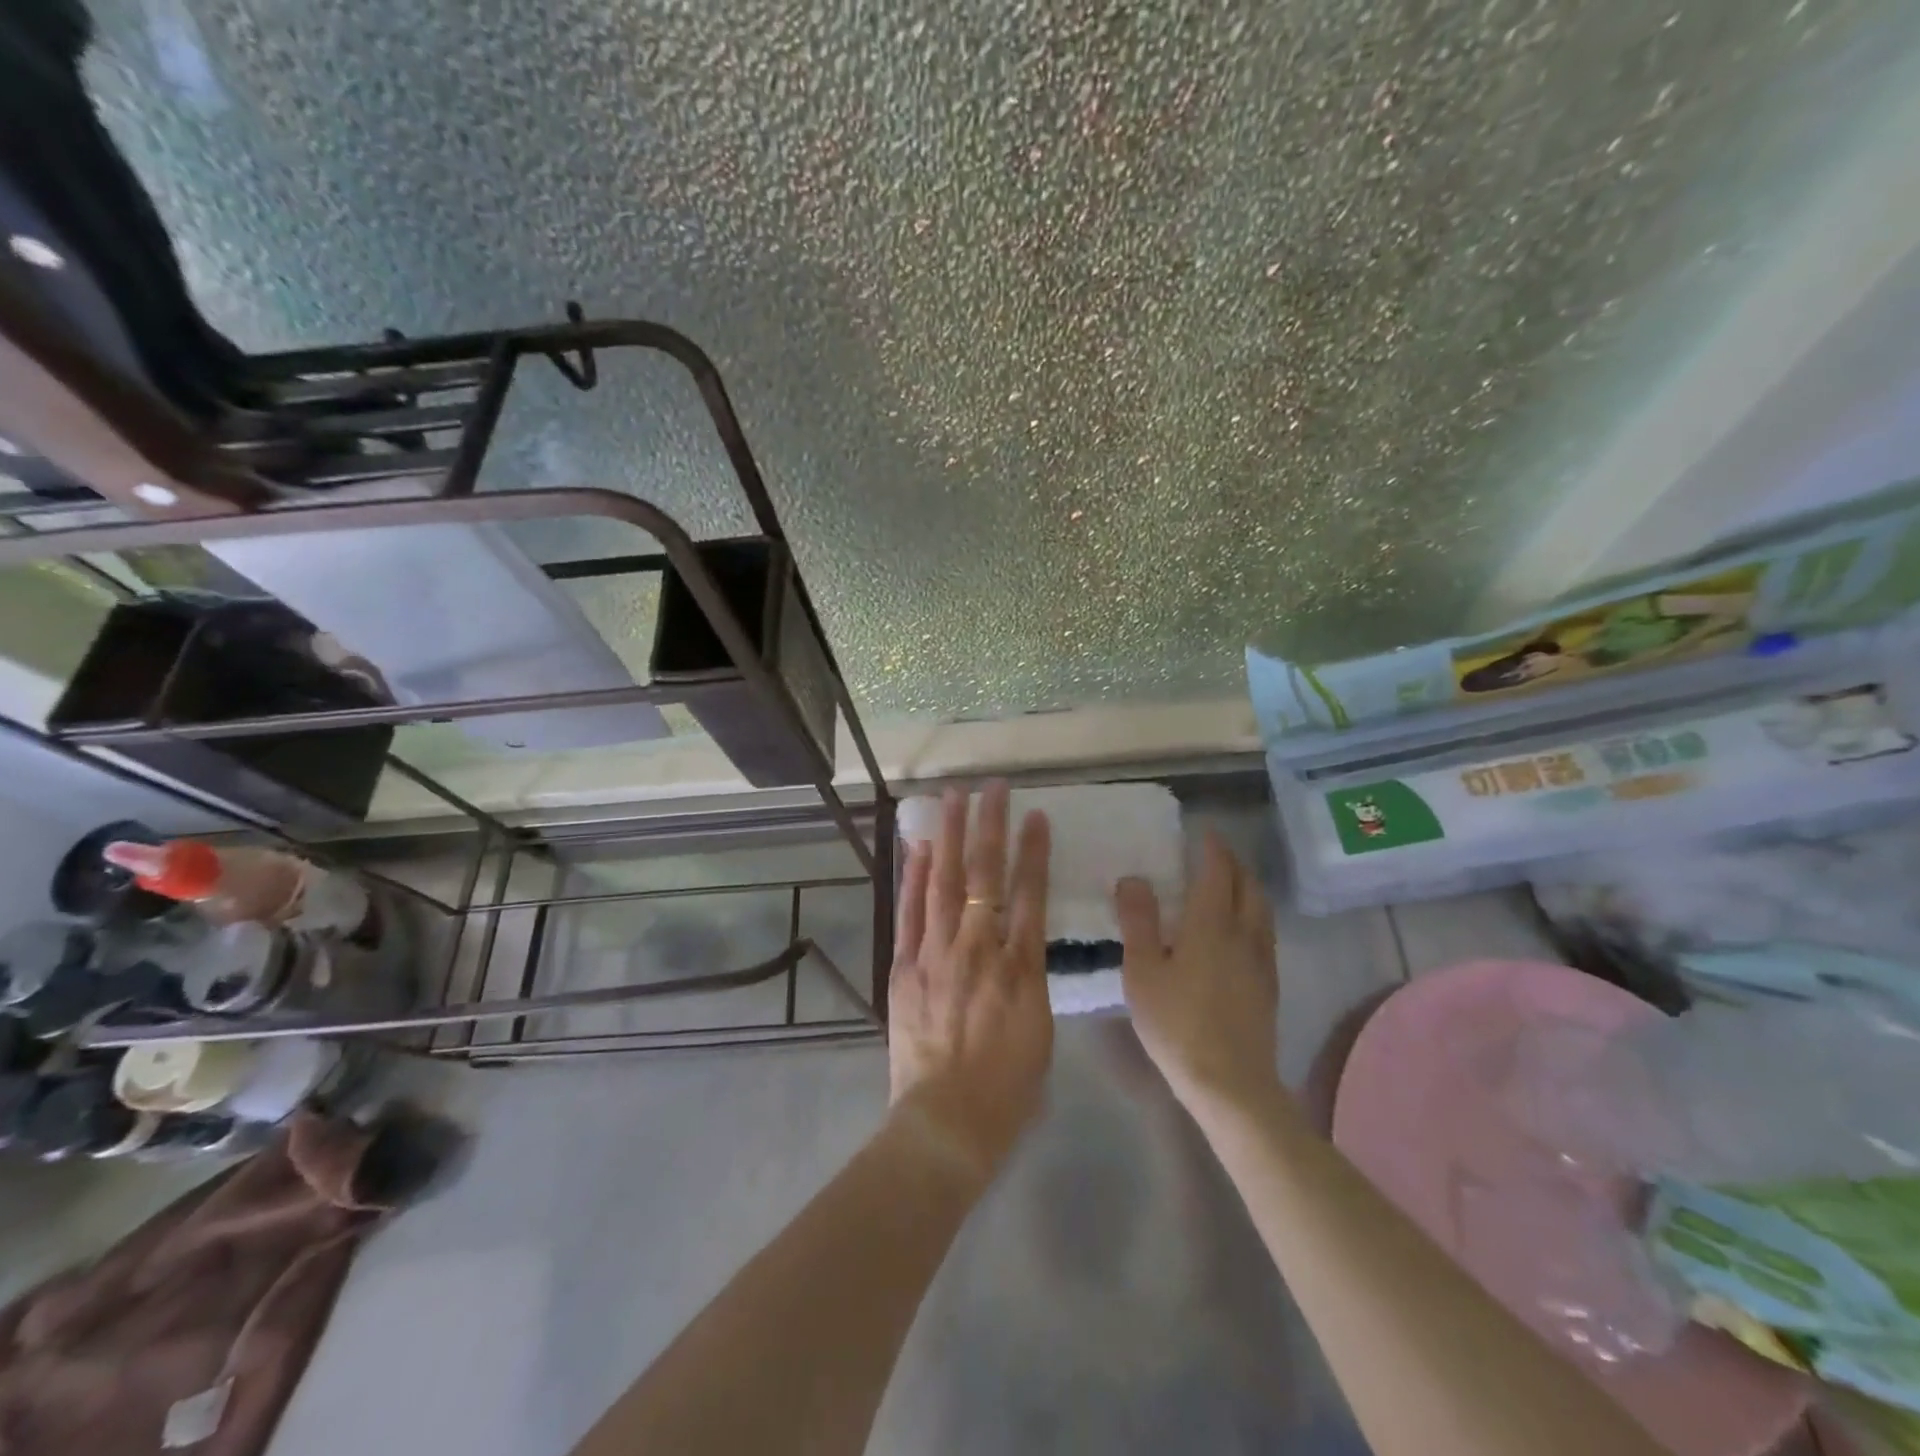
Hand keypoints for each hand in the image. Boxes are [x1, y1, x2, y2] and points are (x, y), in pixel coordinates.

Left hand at [888, 782, 1052, 1181]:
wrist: (947, 1122)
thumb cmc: (1008, 1087)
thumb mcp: (1041, 1029)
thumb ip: (1031, 976)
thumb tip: (1022, 939)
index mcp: (1022, 968)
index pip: (1031, 894)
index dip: (1034, 851)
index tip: (1037, 815)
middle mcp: (979, 950)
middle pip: (986, 876)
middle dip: (990, 826)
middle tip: (991, 787)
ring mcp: (937, 955)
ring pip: (945, 883)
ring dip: (951, 836)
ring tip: (952, 798)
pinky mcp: (906, 968)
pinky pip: (911, 913)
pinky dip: (916, 877)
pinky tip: (922, 848)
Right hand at [1114, 830, 1280, 1119]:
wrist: (1230, 1082)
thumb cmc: (1177, 1023)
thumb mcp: (1143, 970)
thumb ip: (1138, 920)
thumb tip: (1134, 878)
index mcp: (1212, 924)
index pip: (1218, 871)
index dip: (1213, 848)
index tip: (1204, 831)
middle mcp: (1244, 933)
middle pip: (1248, 885)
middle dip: (1233, 863)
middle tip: (1214, 853)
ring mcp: (1262, 961)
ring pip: (1262, 909)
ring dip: (1248, 886)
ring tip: (1229, 884)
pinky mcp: (1269, 985)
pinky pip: (1265, 932)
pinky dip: (1253, 914)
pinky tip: (1239, 931)